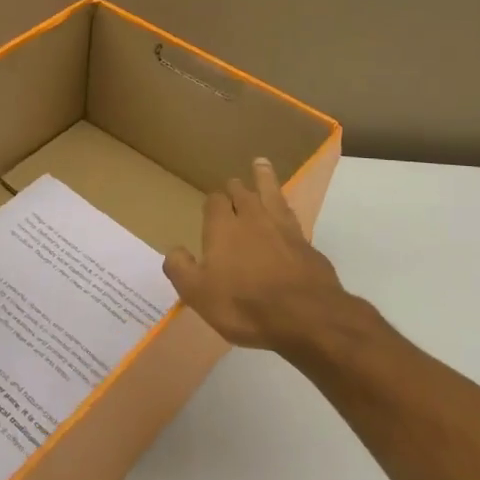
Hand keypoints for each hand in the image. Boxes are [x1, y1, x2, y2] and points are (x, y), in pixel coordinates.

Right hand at [163, 158, 346, 351]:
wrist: (305, 316)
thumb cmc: (244, 305)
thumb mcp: (198, 293)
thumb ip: (181, 268)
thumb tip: (173, 249)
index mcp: (222, 227)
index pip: (215, 202)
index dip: (213, 202)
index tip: (211, 205)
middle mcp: (252, 218)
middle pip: (242, 193)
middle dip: (235, 187)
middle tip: (233, 184)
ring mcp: (283, 228)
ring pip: (271, 193)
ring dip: (264, 178)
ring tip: (261, 163)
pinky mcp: (306, 244)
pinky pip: (292, 216)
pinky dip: (286, 208)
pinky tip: (286, 212)